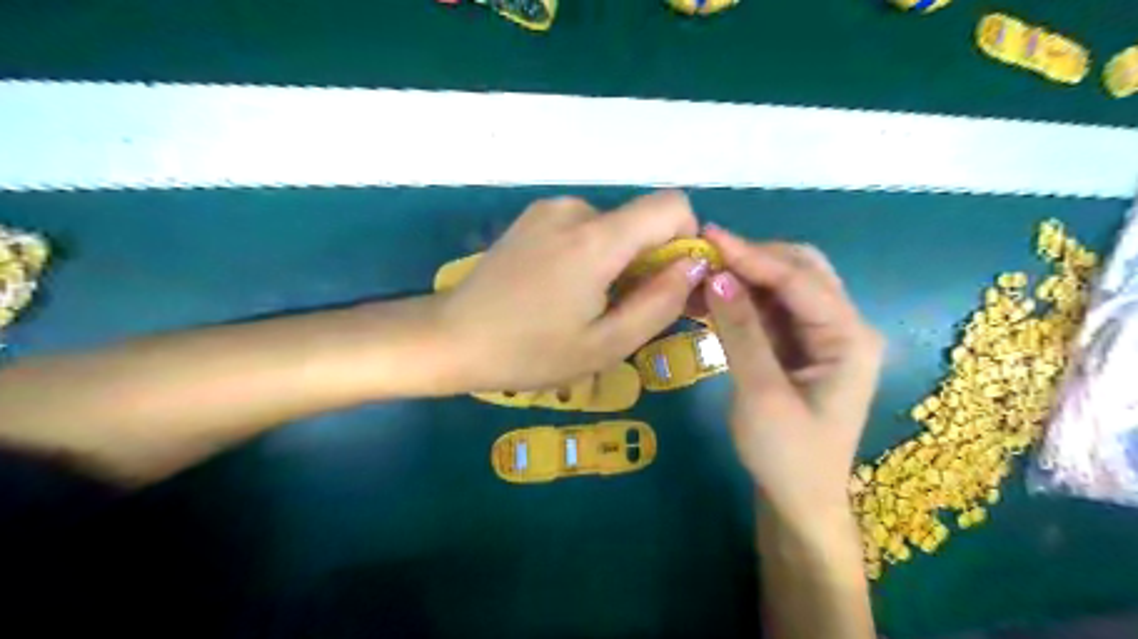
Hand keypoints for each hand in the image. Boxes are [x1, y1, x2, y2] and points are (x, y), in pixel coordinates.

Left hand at [436, 190, 707, 392]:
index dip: (686, 241)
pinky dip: (591, 255)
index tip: (669, 282)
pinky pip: (584, 228)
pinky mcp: (533, 218)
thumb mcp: (607, 345)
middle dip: (648, 261)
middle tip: (623, 311)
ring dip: (617, 261)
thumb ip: (661, 303)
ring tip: (586, 305)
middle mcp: (575, 208)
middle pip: (641, 221)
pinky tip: (563, 290)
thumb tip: (693, 265)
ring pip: (613, 227)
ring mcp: (549, 209)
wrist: (452, 338)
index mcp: (596, 238)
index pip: (672, 205)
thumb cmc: (530, 352)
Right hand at [709, 226, 882, 525]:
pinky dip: (739, 301)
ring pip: (781, 287)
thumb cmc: (787, 456)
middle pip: (799, 271)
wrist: (798, 502)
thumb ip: (741, 332)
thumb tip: (718, 277)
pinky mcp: (796, 347)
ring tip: (697, 274)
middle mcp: (841, 327)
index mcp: (849, 337)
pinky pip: (767, 310)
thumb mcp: (761, 394)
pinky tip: (708, 298)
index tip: (707, 236)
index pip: (799, 279)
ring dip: (741, 277)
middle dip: (751, 258)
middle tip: (703, 255)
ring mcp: (819, 336)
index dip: (752, 254)